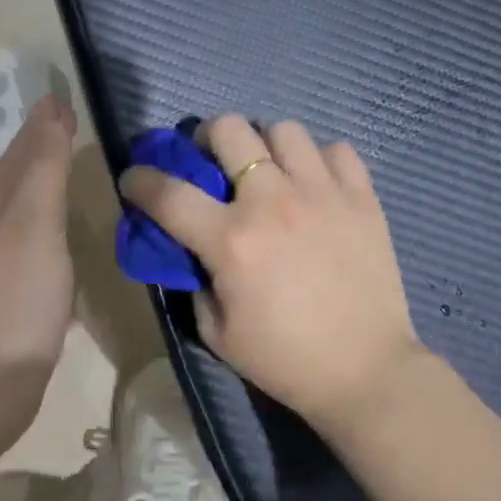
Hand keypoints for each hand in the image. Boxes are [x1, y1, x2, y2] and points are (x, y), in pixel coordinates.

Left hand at [0, 95, 76, 438]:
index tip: (69, 97)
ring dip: (49, 189)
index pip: (24, 148)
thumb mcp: (33, 222)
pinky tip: (70, 241)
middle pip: (21, 176)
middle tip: (77, 126)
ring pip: (28, 211)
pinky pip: (38, 246)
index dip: (46, 122)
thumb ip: (45, 166)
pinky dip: (54, 230)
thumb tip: (51, 106)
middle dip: (45, 148)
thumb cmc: (11, 298)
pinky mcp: (13, 299)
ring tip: (80, 173)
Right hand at [119, 115, 425, 433]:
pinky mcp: (362, 198)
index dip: (140, 180)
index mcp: (231, 240)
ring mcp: (322, 193)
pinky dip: (319, 160)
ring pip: (284, 129)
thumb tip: (194, 248)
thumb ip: (196, 280)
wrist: (366, 372)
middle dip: (206, 138)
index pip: (168, 193)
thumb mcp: (217, 332)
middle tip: (212, 161)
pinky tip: (314, 184)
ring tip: (269, 170)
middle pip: (228, 130)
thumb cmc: (285, 360)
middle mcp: (273, 201)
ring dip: (265, 145)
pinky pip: (337, 150)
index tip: (134, 178)